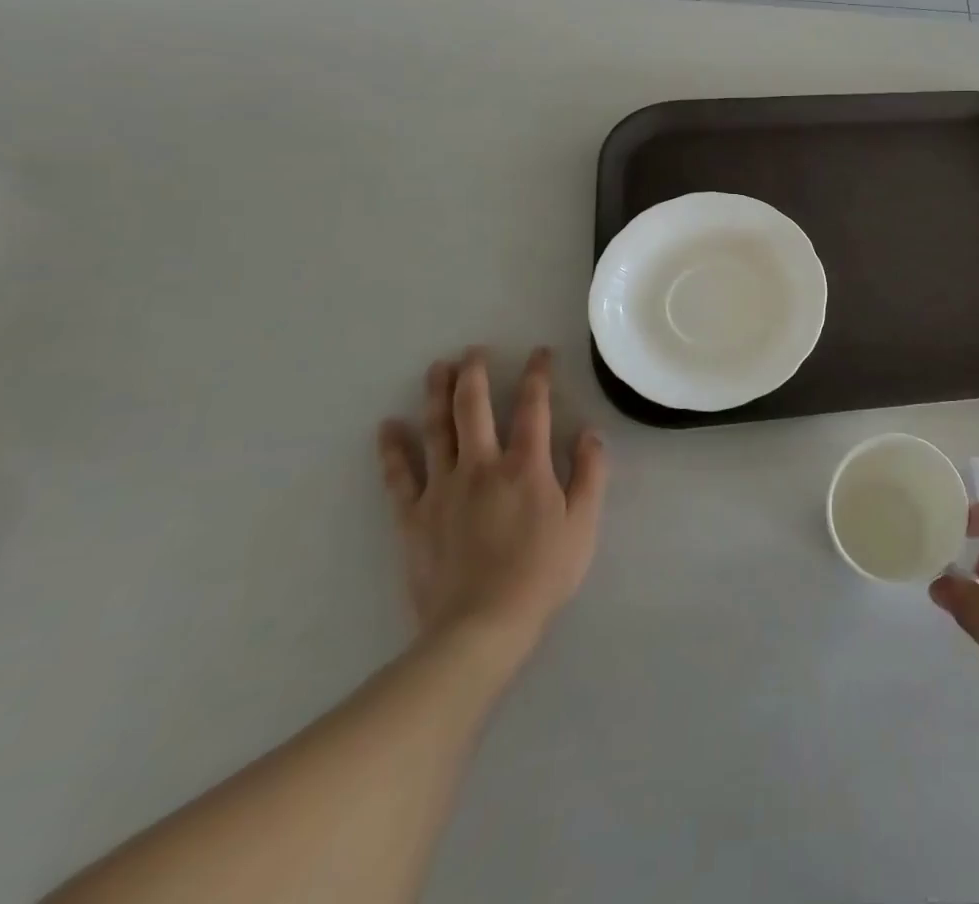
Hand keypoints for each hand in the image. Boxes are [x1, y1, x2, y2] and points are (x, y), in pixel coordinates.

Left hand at [378, 346, 608, 671]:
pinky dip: (392, 449)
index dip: (537, 375)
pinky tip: (387, 426)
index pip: (534, 406)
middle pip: (473, 407)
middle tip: (473, 351)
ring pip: (436, 429)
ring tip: (436, 367)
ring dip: (435, 394)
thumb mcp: (583, 524)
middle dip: (474, 373)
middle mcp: (481, 465)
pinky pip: (399, 475)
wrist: (480, 628)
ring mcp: (442, 488)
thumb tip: (590, 432)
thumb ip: (590, 473)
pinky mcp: (414, 516)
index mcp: (525, 465)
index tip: (539, 353)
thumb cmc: (541, 574)